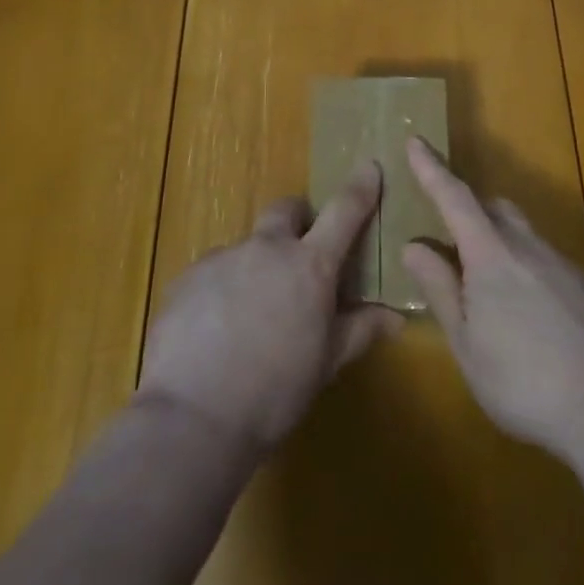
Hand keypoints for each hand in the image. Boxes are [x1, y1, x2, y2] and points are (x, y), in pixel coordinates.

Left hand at [136, 162, 402, 455]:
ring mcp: (223, 258)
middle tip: (299, 254)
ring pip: (247, 246)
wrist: (193, 417)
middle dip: (297, 220)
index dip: (360, 188)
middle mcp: (267, 248)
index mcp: (310, 265)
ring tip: (249, 315)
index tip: (369, 167)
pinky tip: (215, 331)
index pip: (344, 212)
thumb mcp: (325, 364)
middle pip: (286, 210)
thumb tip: (396, 318)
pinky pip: (212, 272)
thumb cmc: (274, 393)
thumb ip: (360, 330)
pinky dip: (221, 289)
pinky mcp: (187, 277)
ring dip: (256, 265)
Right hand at [400, 138, 583, 461]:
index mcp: (491, 255)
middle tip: (447, 235)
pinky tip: (526, 312)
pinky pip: (543, 258)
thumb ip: (440, 289)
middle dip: (467, 208)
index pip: (454, 198)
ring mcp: (561, 263)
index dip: (431, 169)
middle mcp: (527, 246)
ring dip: (496, 238)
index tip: (416, 141)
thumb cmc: (523, 381)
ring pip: (520, 232)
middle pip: (492, 207)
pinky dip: (523, 265)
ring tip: (485, 284)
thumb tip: (413, 245)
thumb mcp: (467, 344)